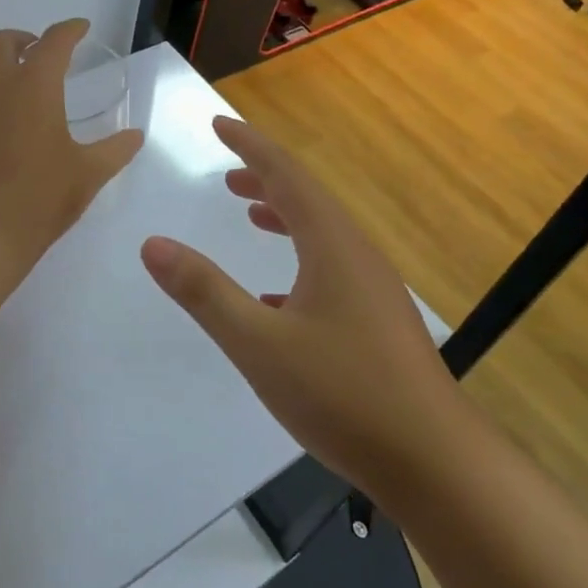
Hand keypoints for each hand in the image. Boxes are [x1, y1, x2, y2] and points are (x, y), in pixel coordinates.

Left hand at [0, 19, 144, 260]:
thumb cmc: (42, 196)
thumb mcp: (89, 173)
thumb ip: (116, 149)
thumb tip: (135, 135)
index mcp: (34, 88)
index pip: (53, 42)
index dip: (69, 30)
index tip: (81, 28)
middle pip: (3, 42)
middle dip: (24, 40)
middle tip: (42, 55)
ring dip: (6, 80)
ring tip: (28, 111)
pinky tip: (4, 142)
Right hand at [140, 116, 457, 502]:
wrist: (434, 463)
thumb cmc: (343, 394)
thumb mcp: (258, 343)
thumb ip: (203, 292)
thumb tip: (152, 244)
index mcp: (332, 245)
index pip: (286, 174)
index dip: (250, 145)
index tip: (217, 124)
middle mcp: (357, 254)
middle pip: (307, 198)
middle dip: (265, 177)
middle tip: (226, 173)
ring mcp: (373, 288)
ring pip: (322, 233)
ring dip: (284, 215)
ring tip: (251, 213)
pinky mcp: (379, 320)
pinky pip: (332, 268)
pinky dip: (299, 259)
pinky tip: (277, 296)